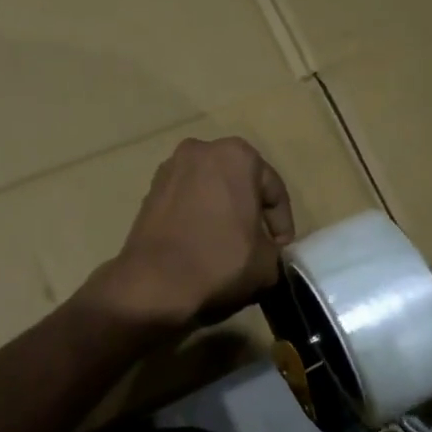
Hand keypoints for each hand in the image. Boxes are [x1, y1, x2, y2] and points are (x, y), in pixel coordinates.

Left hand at [92, 137, 293, 330]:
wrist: (154, 281)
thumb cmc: (220, 261)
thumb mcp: (267, 262)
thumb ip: (274, 248)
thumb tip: (265, 250)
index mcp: (238, 155)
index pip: (274, 191)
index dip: (282, 225)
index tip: (281, 251)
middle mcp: (202, 150)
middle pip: (240, 184)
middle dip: (250, 212)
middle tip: (258, 245)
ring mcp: (170, 168)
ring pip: (211, 191)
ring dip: (223, 213)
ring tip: (229, 246)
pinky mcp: (149, 190)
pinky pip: (186, 201)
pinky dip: (198, 217)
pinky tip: (201, 245)